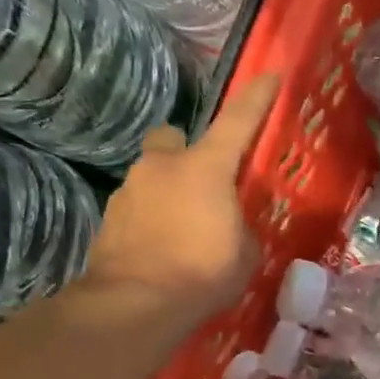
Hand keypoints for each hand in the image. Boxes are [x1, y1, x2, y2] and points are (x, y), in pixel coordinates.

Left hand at [79, 73, 278, 326]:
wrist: (135, 304)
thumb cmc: (202, 274)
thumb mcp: (244, 255)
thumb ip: (240, 229)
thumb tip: (230, 227)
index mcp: (205, 168)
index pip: (237, 122)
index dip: (257, 99)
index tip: (271, 75)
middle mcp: (163, 166)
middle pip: (173, 138)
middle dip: (185, 152)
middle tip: (202, 182)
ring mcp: (129, 189)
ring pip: (152, 174)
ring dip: (168, 191)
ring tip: (183, 229)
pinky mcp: (109, 217)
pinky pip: (137, 206)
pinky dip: (150, 219)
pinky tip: (161, 249)